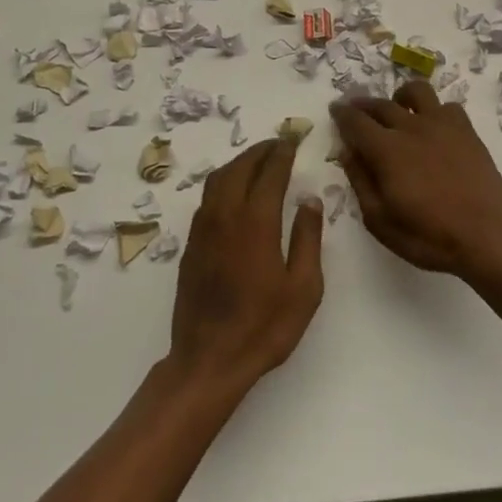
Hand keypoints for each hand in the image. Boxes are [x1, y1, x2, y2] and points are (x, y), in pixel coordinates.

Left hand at [169, 138, 323, 389]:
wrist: (208, 360)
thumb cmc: (264, 327)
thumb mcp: (303, 287)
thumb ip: (308, 238)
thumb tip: (309, 200)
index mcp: (256, 222)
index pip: (270, 173)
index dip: (282, 154)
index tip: (292, 141)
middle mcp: (225, 216)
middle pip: (240, 168)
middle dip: (260, 151)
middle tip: (277, 144)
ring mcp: (203, 229)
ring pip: (218, 179)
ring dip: (239, 163)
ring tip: (257, 161)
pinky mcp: (191, 245)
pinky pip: (207, 198)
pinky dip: (223, 182)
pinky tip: (234, 192)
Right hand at [330, 82, 501, 278]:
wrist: (487, 236)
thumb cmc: (429, 236)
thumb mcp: (380, 220)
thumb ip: (361, 181)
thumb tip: (348, 151)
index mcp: (386, 150)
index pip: (355, 121)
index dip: (342, 114)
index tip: (335, 110)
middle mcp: (411, 128)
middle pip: (380, 105)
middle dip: (363, 105)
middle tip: (356, 109)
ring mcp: (442, 125)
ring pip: (416, 92)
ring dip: (400, 97)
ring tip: (397, 109)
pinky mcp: (466, 130)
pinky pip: (447, 106)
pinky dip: (434, 111)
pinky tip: (433, 126)